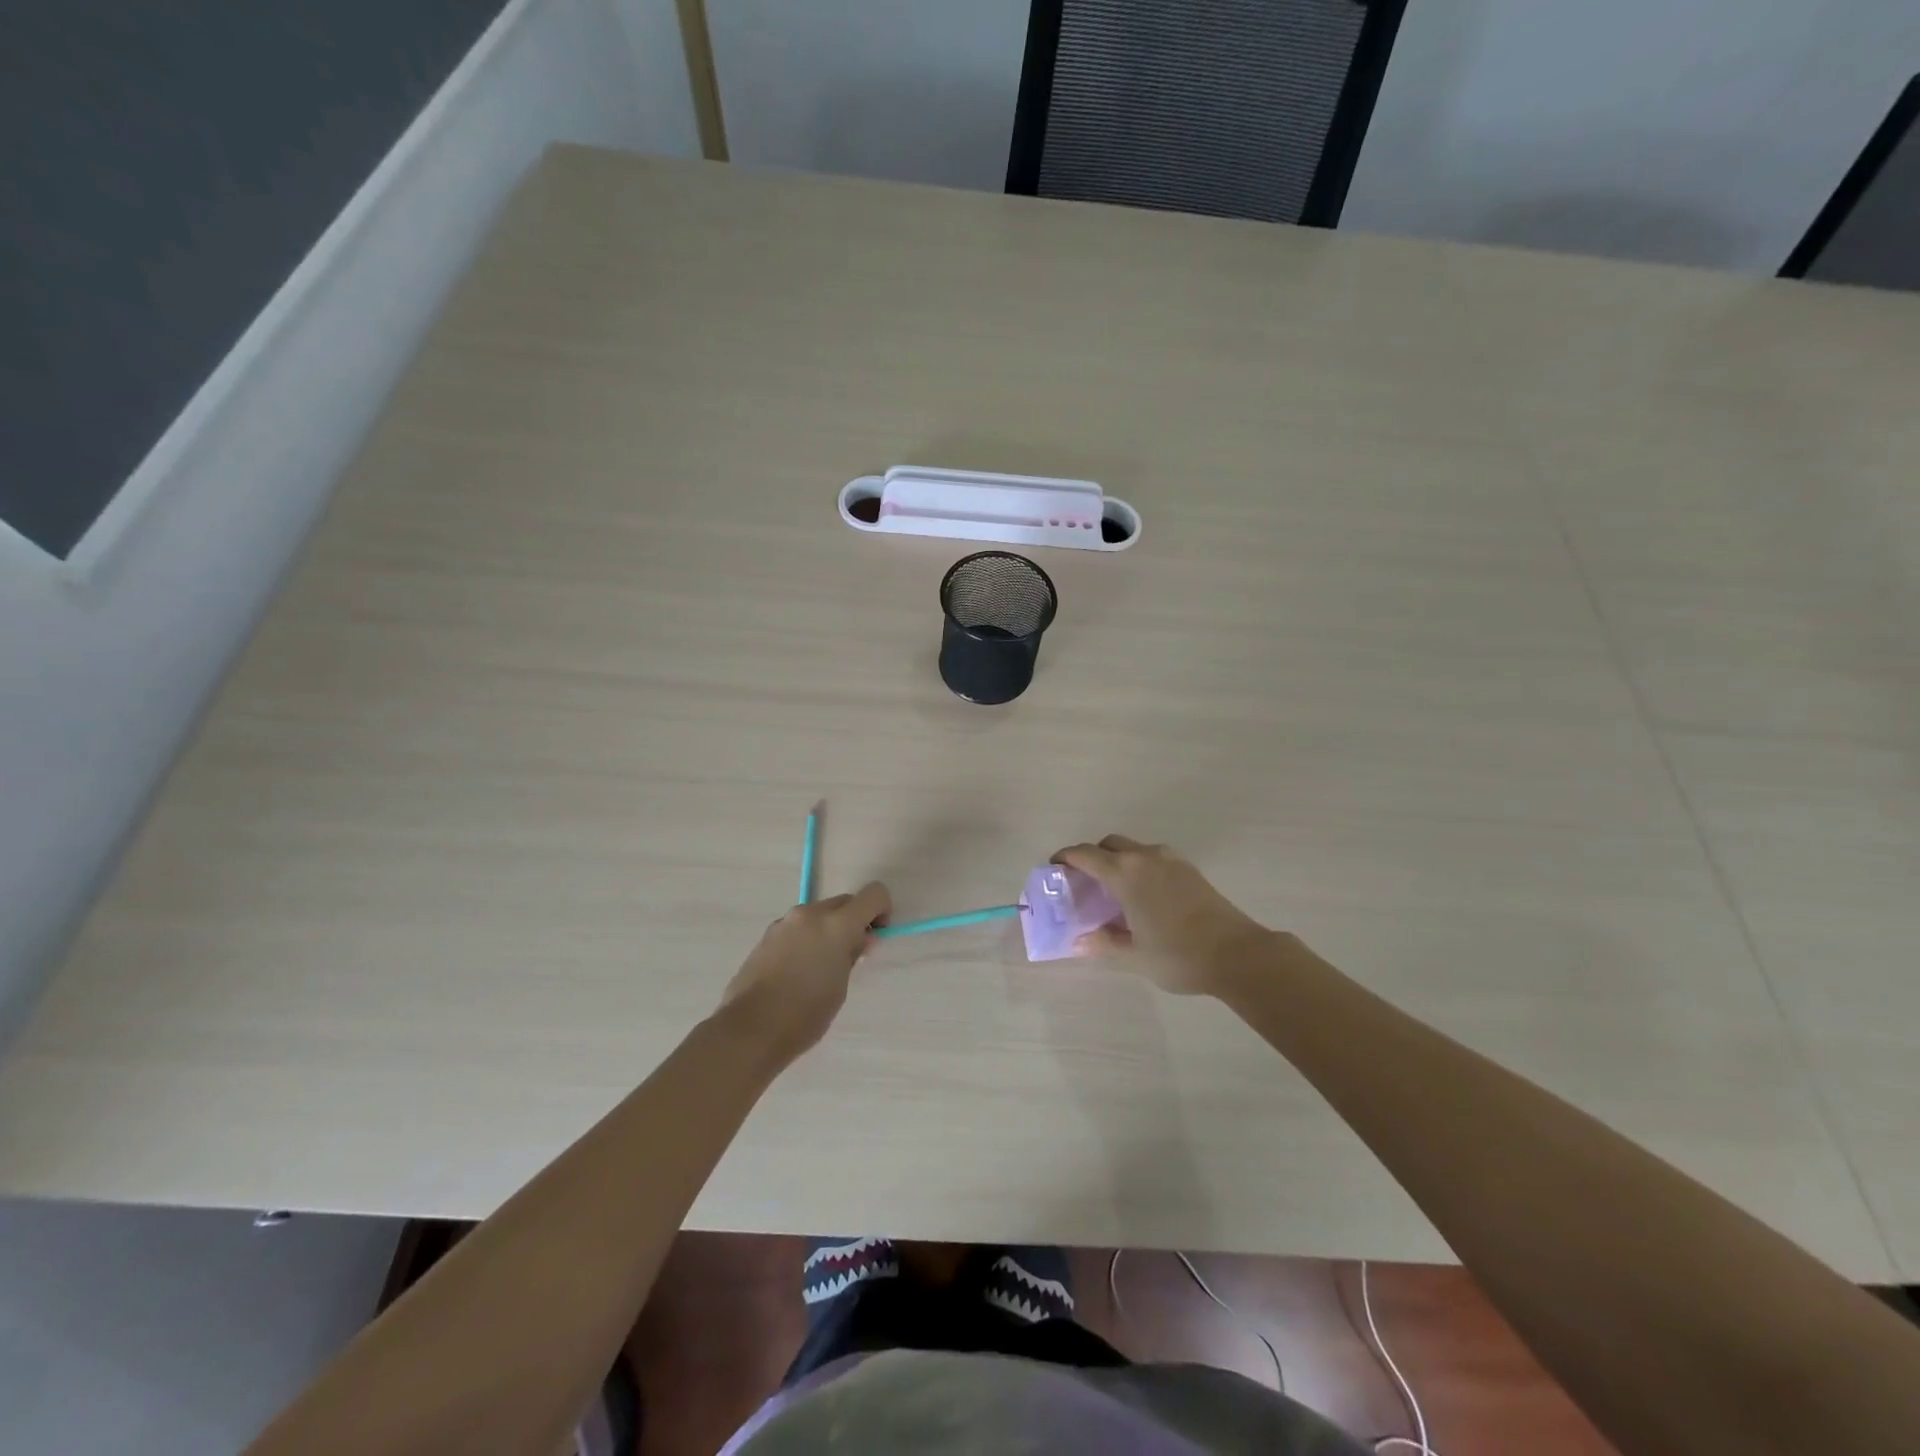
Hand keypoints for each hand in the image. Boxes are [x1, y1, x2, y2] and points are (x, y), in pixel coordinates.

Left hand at [720, 883, 892, 1057]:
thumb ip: (851, 955)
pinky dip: (806, 939)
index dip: (882, 910)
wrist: (750, 1029)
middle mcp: (810, 913)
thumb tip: (860, 939)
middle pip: (844, 902)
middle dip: (853, 921)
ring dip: (827, 930)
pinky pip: (797, 928)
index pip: (873, 894)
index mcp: (837, 923)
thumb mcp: (841, 986)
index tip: (876, 935)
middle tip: (850, 955)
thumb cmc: (806, 1013)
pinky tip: (797, 972)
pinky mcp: (766, 936)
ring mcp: (785, 922)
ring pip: (818, 914)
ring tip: (820, 968)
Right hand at [1051, 835, 1271, 995]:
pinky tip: (1142, 895)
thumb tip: (1079, 942)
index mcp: (1125, 874)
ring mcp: (1171, 860)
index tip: (1054, 867)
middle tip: (1083, 881)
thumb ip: (1104, 944)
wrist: (1238, 954)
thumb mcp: (1134, 955)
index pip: (1085, 854)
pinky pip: (1153, 858)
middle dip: (1092, 856)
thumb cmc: (1178, 954)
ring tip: (1113, 890)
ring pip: (1133, 848)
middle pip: (1109, 844)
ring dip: (1117, 860)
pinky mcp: (1189, 870)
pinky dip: (1139, 867)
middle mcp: (1145, 857)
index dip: (1065, 857)